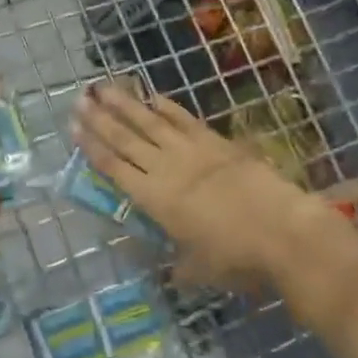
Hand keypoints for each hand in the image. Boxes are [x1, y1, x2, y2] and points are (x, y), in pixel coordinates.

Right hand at [70, 82, 349, 292]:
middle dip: (99, 119)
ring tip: (104, 86)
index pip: (114, 167)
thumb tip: (172, 272)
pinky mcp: (217, 142)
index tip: (73, 127)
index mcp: (154, 199)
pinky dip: (167, 107)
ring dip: (125, 104)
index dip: (91, 147)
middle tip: (78, 99)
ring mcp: (192, 151)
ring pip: (150, 122)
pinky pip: (185, 120)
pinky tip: (153, 96)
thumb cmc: (236, 257)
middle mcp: (165, 169)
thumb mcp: (200, 269)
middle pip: (125, 139)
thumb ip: (180, 266)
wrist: (283, 231)